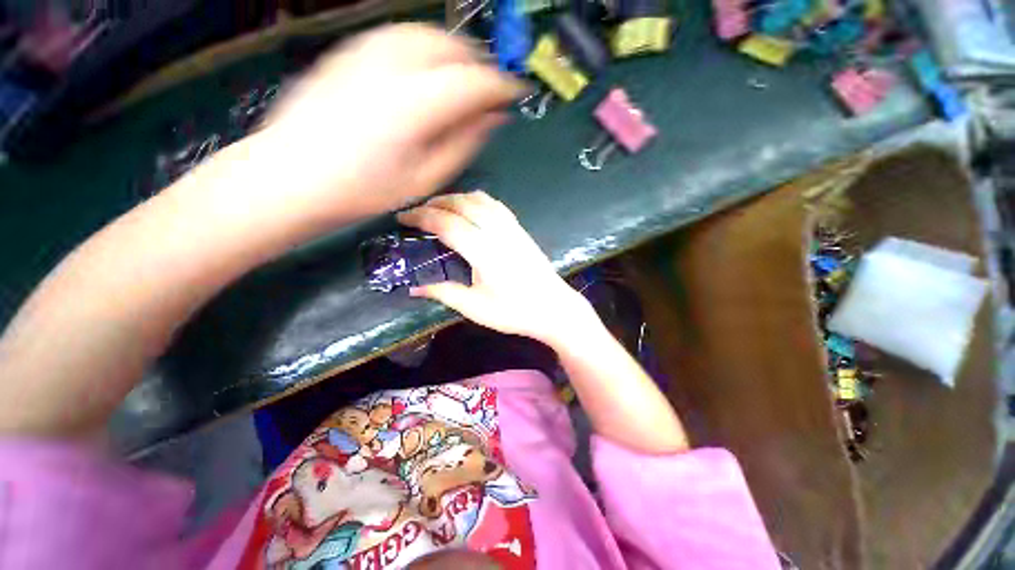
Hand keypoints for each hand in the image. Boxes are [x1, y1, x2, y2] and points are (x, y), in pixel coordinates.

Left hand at [252, 24, 524, 222]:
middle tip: (487, 89)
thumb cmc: (361, 191)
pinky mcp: (345, 54)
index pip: (473, 82)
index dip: (501, 85)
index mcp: (414, 106)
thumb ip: (461, 144)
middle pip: (450, 46)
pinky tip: (423, 73)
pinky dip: (421, 48)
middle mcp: (390, 67)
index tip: (515, 93)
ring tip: (460, 79)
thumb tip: (491, 118)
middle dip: (477, 63)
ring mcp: (363, 54)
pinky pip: (395, 37)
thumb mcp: (423, 179)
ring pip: (423, 34)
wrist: (288, 178)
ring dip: (451, 51)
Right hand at [397, 192, 596, 345]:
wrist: (554, 308)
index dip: (421, 217)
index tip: (403, 218)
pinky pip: (495, 204)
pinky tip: (470, 208)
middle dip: (435, 203)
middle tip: (416, 212)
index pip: (446, 224)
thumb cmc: (515, 311)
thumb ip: (444, 293)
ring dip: (456, 198)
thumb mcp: (475, 307)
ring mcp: (512, 228)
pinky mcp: (520, 229)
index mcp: (483, 252)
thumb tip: (413, 287)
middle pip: (462, 204)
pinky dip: (476, 199)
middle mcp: (497, 232)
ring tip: (439, 207)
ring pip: (479, 199)